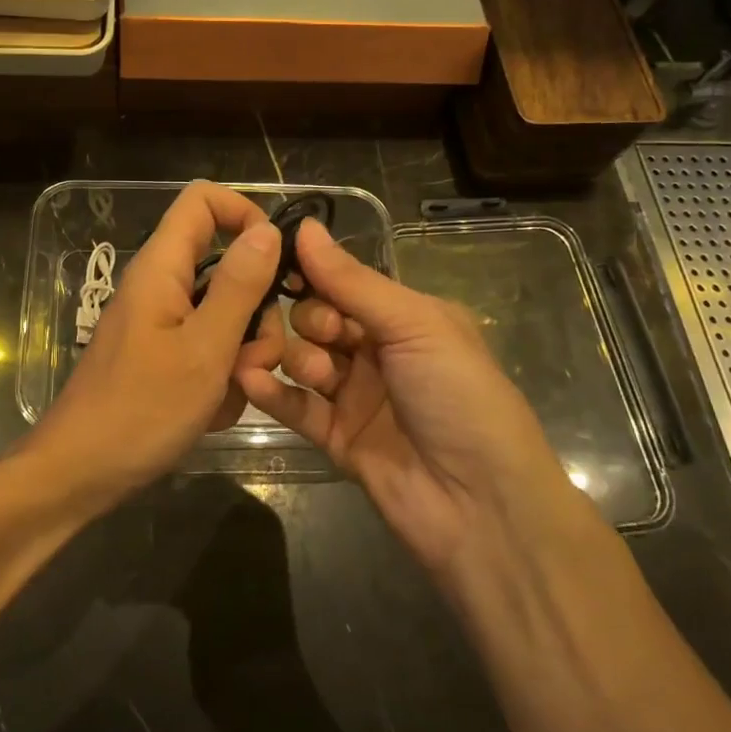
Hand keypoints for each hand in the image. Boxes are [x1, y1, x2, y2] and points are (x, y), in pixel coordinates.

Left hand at [28, 181, 284, 503]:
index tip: (277, 259)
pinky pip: (209, 350)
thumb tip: (267, 230)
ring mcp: (163, 324)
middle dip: (255, 311)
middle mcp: (162, 286)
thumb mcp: (204, 349)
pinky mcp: (164, 356)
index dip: (245, 213)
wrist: (82, 473)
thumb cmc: (141, 410)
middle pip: (227, 266)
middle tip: (253, 357)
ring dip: (241, 353)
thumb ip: (239, 287)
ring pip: (226, 315)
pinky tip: (209, 411)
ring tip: (228, 392)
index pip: (204, 200)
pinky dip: (220, 378)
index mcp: (162, 268)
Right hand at [236, 217, 582, 583]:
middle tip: (324, 336)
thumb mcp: (415, 326)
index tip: (279, 264)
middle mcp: (379, 352)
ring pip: (303, 360)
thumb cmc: (460, 397)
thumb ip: (353, 282)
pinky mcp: (334, 437)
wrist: (482, 505)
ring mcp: (355, 396)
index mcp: (407, 317)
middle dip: (311, 321)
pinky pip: (294, 405)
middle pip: (318, 320)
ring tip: (314, 372)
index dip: (316, 275)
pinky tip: (248, 376)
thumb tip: (306, 226)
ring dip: (296, 357)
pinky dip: (270, 391)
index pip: (346, 283)